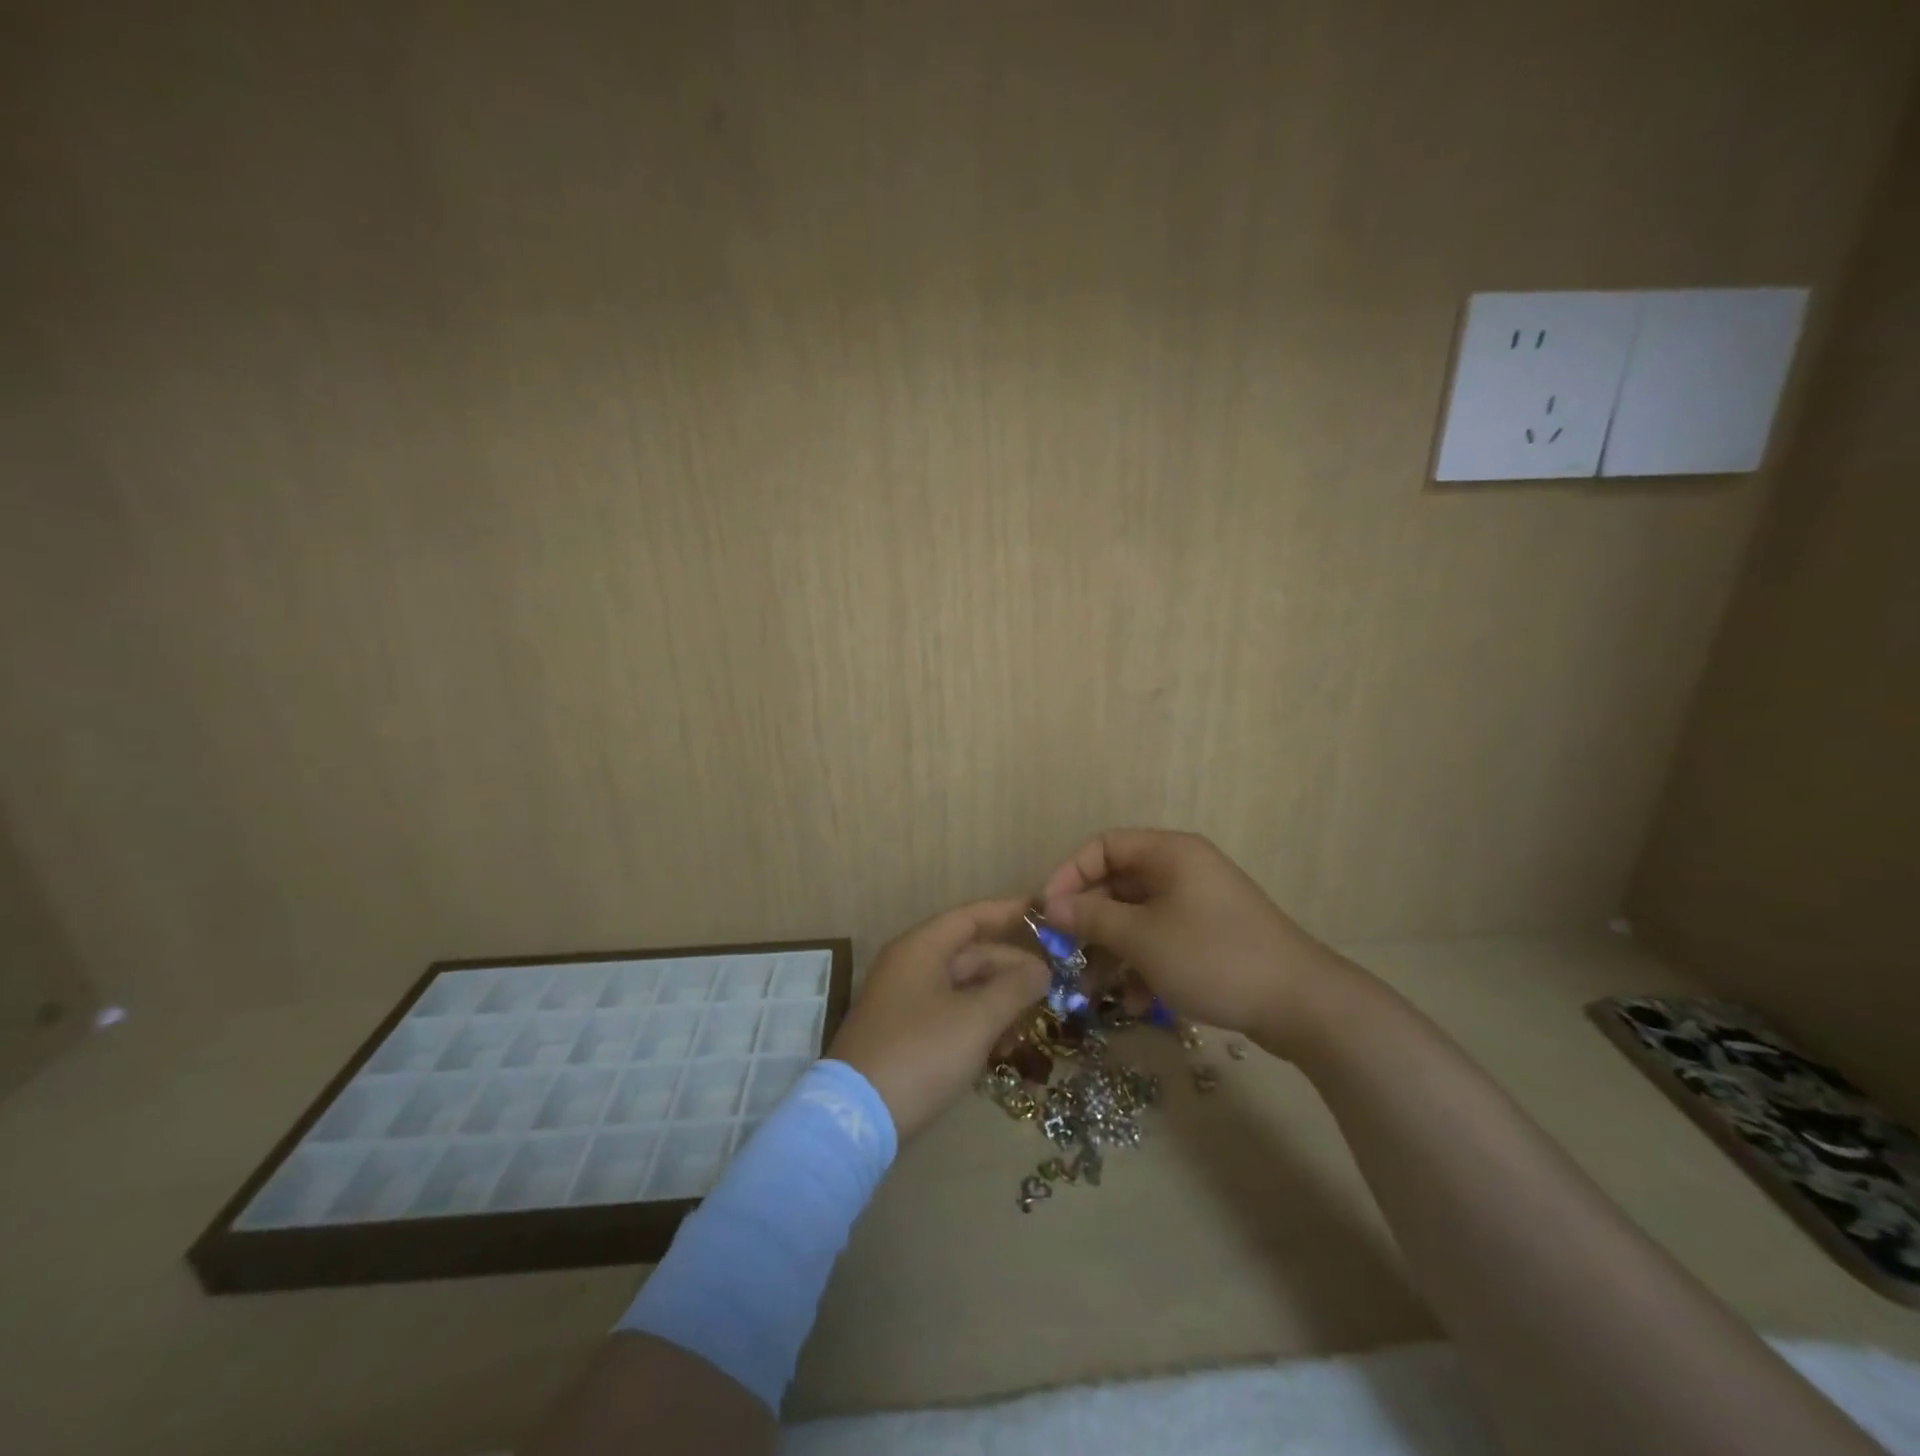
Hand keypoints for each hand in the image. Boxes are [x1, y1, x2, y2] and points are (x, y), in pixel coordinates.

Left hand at [829, 899, 1049, 1140]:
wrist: (857, 1119)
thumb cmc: (921, 1054)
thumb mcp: (976, 1019)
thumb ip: (1014, 988)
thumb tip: (1041, 969)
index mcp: (921, 949)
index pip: (970, 917)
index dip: (1008, 913)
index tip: (1044, 914)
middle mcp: (910, 966)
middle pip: (969, 954)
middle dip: (1010, 967)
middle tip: (1051, 984)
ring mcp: (905, 1002)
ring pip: (962, 988)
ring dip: (998, 1000)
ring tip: (1033, 1020)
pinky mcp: (905, 1035)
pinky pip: (951, 1015)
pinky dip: (978, 1023)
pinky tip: (1004, 1047)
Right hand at [1040, 829, 1352, 1049]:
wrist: (1301, 1004)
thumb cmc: (1212, 956)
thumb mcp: (1142, 938)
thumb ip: (1091, 917)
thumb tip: (1050, 906)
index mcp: (1169, 853)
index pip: (1103, 846)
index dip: (1069, 874)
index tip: (1047, 912)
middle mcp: (1183, 870)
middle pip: (1118, 885)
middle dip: (1088, 922)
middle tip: (1063, 955)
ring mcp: (1199, 905)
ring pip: (1138, 919)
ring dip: (1112, 952)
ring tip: (1091, 992)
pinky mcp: (1210, 937)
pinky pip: (1162, 940)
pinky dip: (1143, 966)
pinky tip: (1136, 1004)